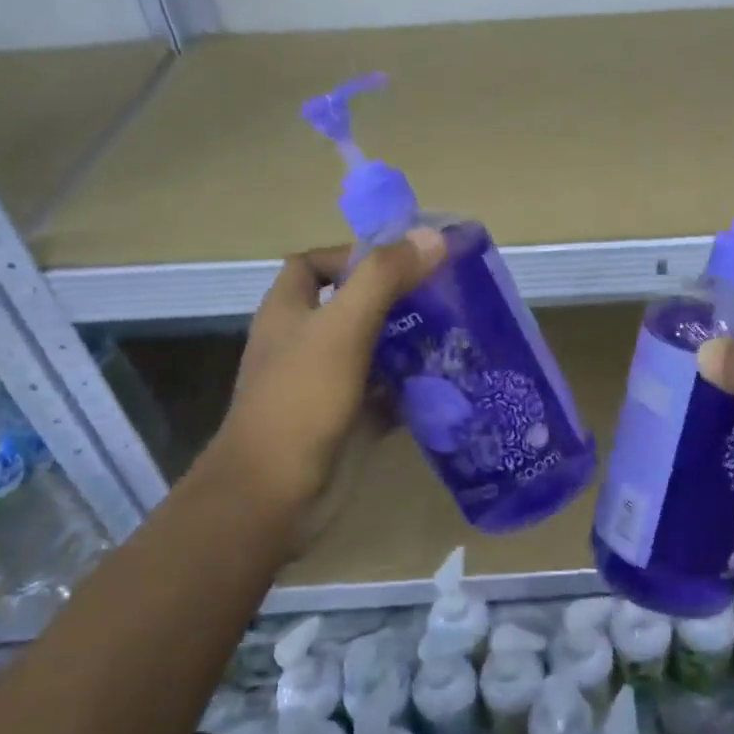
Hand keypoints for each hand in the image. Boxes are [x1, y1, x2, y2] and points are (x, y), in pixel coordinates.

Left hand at [200, 228, 445, 545]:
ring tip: (459, 332)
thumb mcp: (342, 328)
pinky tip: (451, 381)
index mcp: (290, 312)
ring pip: (374, 350)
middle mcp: (306, 343)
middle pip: (353, 306)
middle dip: (398, 299)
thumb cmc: (301, 401)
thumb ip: (385, 278)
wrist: (274, 496)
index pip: (314, 265)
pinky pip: (388, 393)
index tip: (402, 260)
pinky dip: (415, 386)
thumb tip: (433, 237)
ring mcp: (328, 384)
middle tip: (446, 294)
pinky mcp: (350, 421)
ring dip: (412, 341)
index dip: (352, 255)